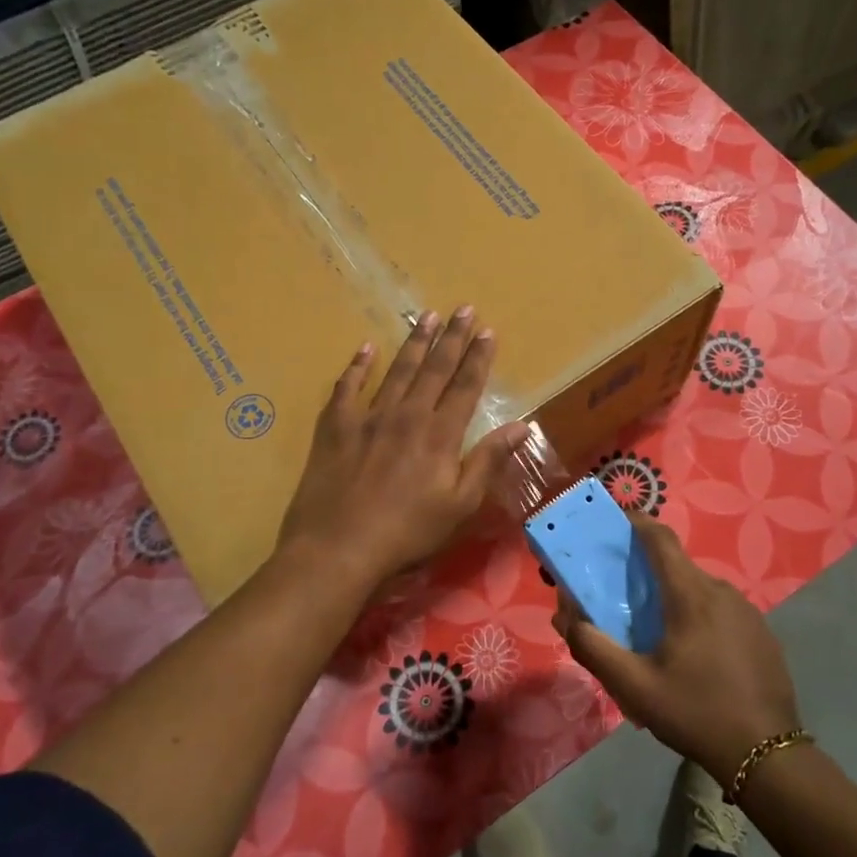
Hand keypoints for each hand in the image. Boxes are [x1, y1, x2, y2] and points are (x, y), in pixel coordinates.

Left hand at [277, 306, 529, 593]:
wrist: (337, 548)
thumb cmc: (407, 533)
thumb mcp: (460, 505)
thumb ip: (488, 461)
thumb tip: (520, 426)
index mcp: (439, 434)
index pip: (465, 386)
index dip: (478, 357)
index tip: (488, 330)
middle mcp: (407, 415)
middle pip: (434, 369)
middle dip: (451, 337)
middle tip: (463, 308)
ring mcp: (368, 417)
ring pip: (397, 371)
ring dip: (414, 343)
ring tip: (426, 317)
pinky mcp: (336, 427)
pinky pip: (348, 387)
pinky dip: (358, 367)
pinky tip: (366, 348)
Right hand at [553, 516, 802, 783]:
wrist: (767, 755)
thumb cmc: (695, 712)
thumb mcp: (634, 686)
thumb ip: (593, 647)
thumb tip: (566, 615)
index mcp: (690, 594)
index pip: (660, 538)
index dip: (635, 523)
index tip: (613, 525)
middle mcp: (721, 591)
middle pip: (677, 566)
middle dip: (647, 571)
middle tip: (623, 596)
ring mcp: (747, 610)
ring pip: (700, 589)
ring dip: (674, 598)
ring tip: (656, 632)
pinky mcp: (762, 632)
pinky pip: (721, 610)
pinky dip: (699, 616)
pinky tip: (693, 654)